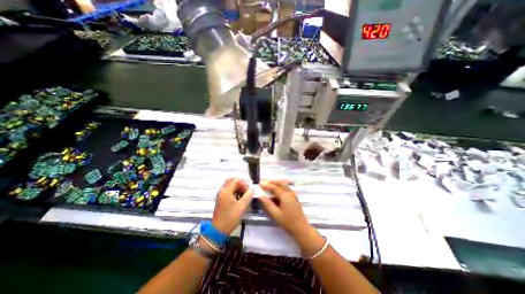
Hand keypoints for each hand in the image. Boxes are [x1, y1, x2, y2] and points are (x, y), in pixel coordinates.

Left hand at [211, 178, 254, 234]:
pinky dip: (234, 191)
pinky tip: (239, 198)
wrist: (219, 230)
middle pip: (231, 180)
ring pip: (229, 185)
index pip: (236, 181)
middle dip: (240, 183)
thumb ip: (248, 196)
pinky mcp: (221, 199)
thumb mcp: (242, 207)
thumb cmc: (230, 217)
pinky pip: (227, 190)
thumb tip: (252, 190)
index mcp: (226, 191)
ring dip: (237, 187)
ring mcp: (221, 195)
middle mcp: (222, 191)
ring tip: (243, 194)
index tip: (249, 192)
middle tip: (246, 189)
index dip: (244, 184)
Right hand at [258, 179, 309, 237]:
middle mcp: (290, 193)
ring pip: (284, 185)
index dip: (267, 185)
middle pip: (281, 183)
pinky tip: (275, 195)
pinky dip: (280, 189)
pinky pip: (286, 190)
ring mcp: (293, 195)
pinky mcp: (294, 198)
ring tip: (269, 187)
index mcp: (285, 196)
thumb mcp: (275, 214)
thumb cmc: (288, 222)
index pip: (274, 187)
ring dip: (276, 185)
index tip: (260, 184)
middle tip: (265, 183)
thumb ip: (268, 204)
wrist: (301, 229)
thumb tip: (261, 196)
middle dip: (272, 182)